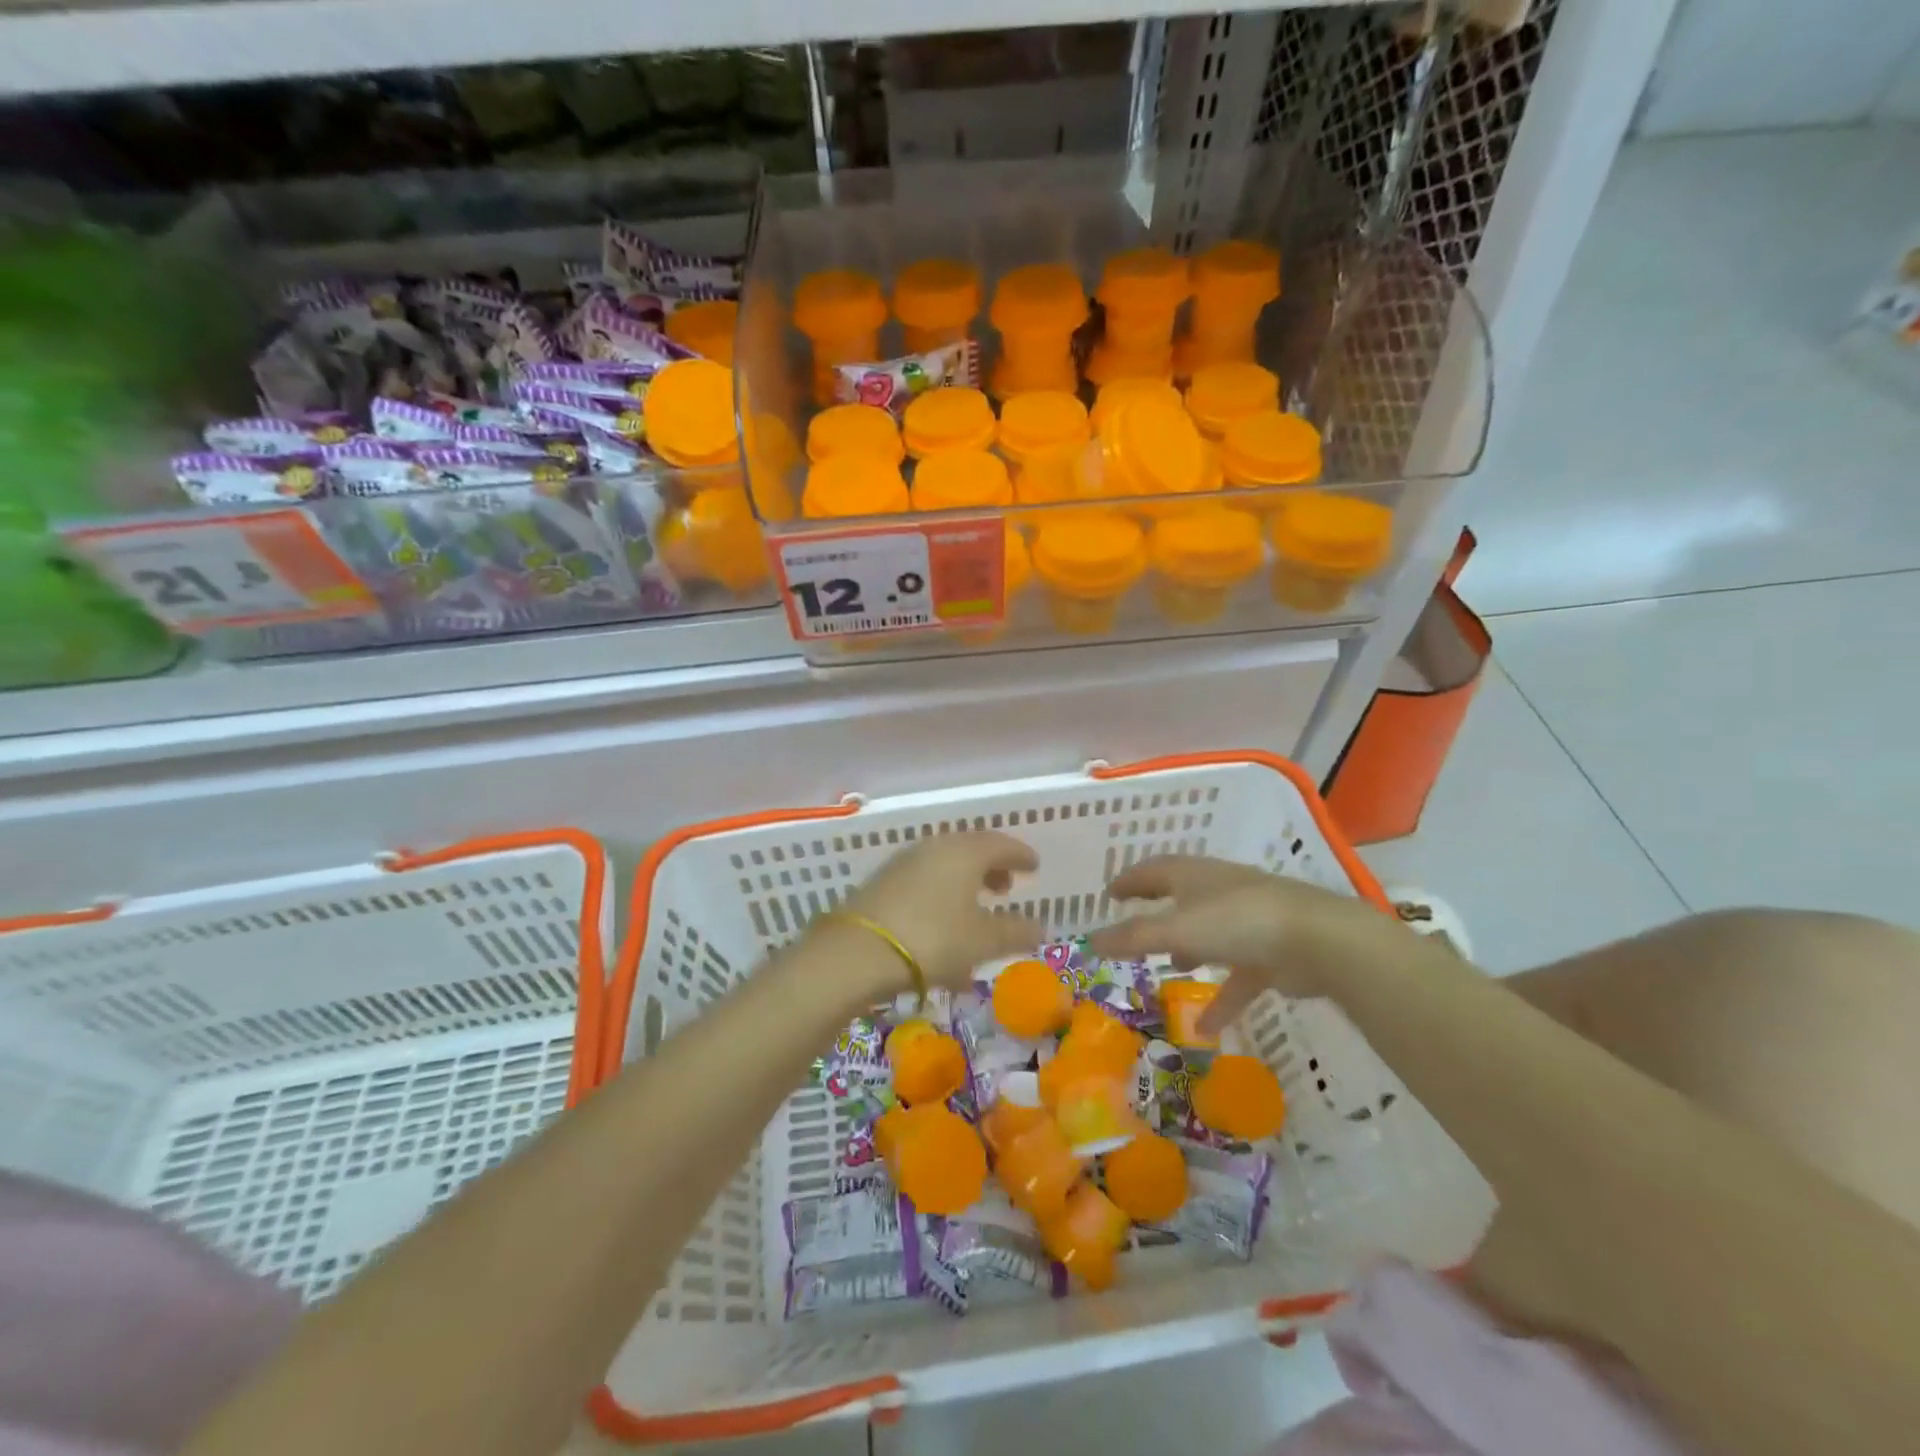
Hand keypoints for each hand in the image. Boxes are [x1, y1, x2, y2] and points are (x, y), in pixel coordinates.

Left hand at [831, 832, 1043, 994]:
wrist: (858, 952)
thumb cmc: (933, 939)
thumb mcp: (983, 941)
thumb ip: (1015, 932)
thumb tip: (1038, 927)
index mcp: (964, 852)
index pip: (1001, 844)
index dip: (1021, 855)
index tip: (1034, 866)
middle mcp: (934, 848)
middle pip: (970, 851)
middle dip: (992, 868)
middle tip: (1006, 888)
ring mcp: (904, 864)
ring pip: (945, 868)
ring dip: (965, 886)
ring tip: (976, 912)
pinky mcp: (882, 885)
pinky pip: (924, 885)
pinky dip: (942, 900)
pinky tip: (944, 933)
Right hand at [1088, 856, 1403, 1030]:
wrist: (1319, 941)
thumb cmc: (1238, 922)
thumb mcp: (1177, 930)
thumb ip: (1134, 938)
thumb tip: (1090, 941)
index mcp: (1194, 875)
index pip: (1153, 870)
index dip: (1130, 881)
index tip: (1110, 893)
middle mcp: (1219, 891)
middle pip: (1182, 897)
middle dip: (1159, 911)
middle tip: (1135, 925)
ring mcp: (1248, 921)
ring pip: (1210, 934)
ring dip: (1189, 949)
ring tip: (1169, 968)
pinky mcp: (1271, 952)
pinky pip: (1238, 975)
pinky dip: (1221, 998)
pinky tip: (1204, 1028)